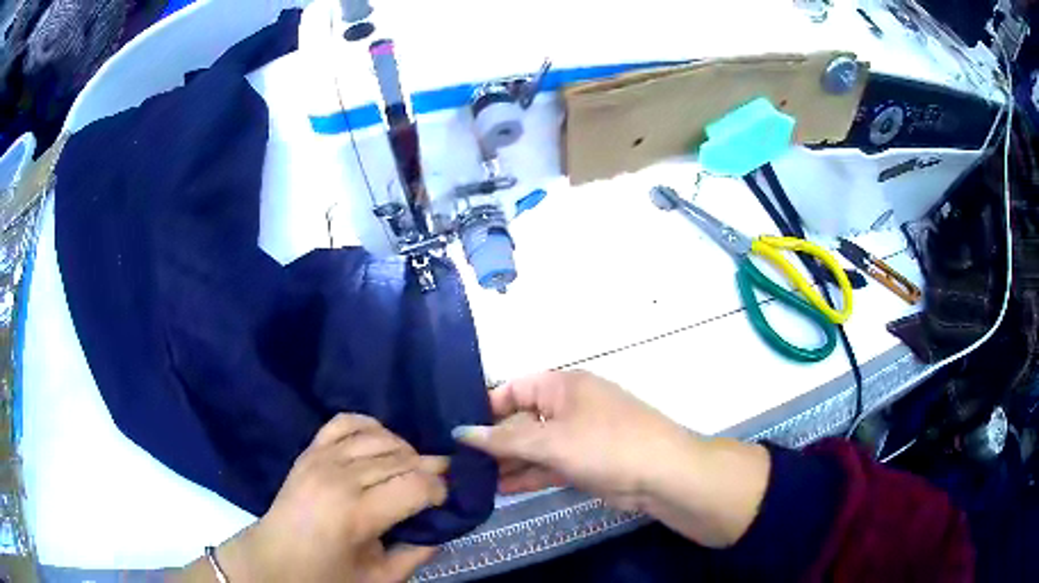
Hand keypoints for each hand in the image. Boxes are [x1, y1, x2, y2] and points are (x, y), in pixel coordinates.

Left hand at [173, 414, 448, 582]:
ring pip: (381, 436)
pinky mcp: (310, 449)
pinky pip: (347, 422)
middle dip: (430, 469)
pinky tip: (380, 444)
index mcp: (357, 514)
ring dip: (405, 450)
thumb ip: (418, 552)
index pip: (417, 485)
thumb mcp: (380, 578)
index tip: (447, 501)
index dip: (442, 490)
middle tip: (438, 487)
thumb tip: (444, 526)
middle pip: (403, 458)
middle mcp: (340, 477)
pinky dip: (371, 426)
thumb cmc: (326, 577)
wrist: (273, 560)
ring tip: (410, 471)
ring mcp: (321, 457)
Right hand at [454, 371, 770, 547]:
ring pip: (533, 446)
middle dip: (493, 441)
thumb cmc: (605, 445)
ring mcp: (577, 436)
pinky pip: (548, 465)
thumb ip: (503, 440)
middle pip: (521, 420)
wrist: (662, 476)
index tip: (455, 430)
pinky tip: (501, 489)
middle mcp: (568, 406)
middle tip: (458, 462)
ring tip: (472, 480)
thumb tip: (460, 433)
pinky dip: (528, 475)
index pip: (512, 389)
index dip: (483, 408)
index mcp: (562, 386)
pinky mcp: (584, 462)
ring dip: (508, 462)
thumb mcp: (550, 441)